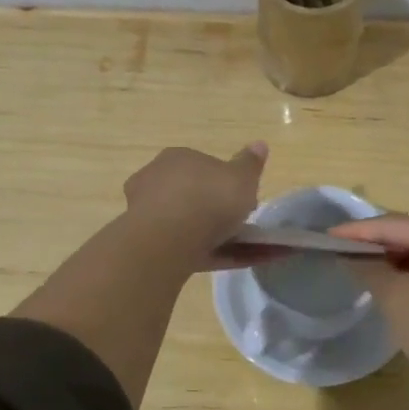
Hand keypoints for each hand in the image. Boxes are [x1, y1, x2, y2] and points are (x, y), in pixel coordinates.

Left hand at [122, 143, 267, 269]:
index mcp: (178, 158)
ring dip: (217, 236)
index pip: (204, 166)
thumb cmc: (208, 199)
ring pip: (190, 224)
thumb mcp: (241, 177)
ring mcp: (149, 216)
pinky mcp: (152, 246)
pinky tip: (237, 265)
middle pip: (194, 195)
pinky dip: (213, 255)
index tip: (245, 198)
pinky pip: (190, 248)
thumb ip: (250, 164)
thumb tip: (259, 144)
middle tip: (244, 224)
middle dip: (217, 210)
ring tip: (248, 251)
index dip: (227, 182)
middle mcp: (157, 181)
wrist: (168, 242)